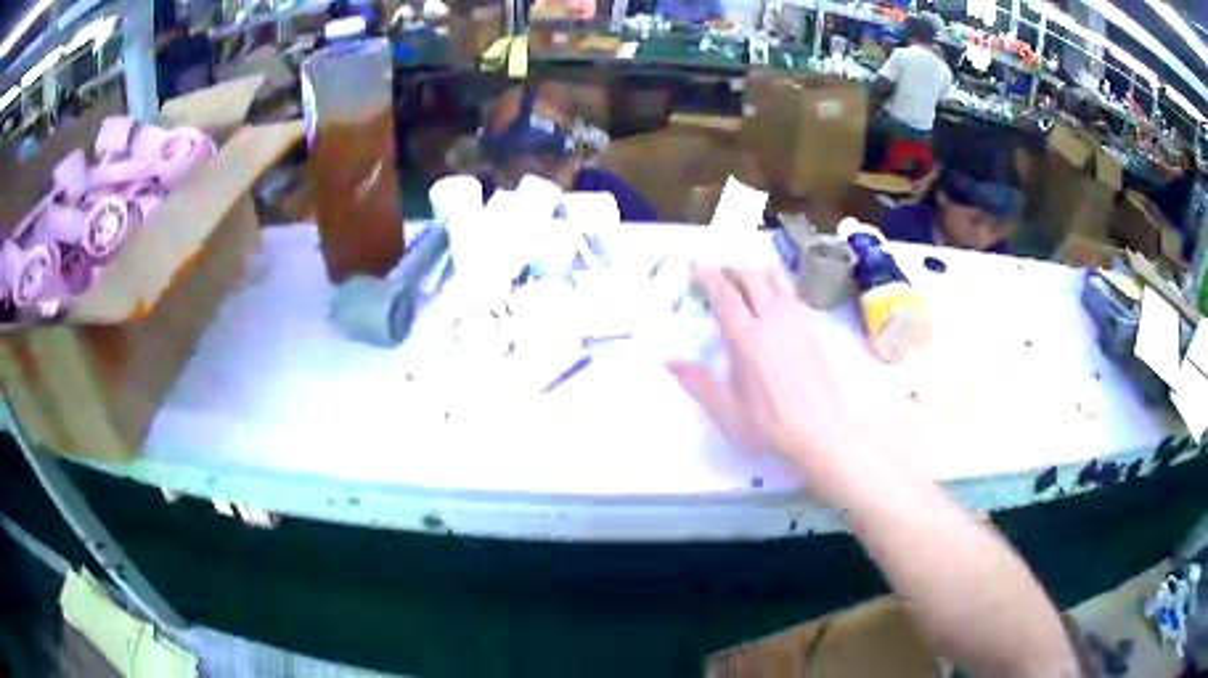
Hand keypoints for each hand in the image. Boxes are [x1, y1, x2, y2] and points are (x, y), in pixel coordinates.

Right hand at [667, 266, 907, 508]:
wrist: (821, 433)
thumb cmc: (769, 426)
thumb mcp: (727, 411)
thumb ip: (698, 382)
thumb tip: (670, 360)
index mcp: (748, 338)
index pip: (724, 294)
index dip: (707, 276)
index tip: (694, 265)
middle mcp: (774, 320)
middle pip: (751, 278)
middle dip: (730, 270)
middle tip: (716, 274)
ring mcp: (797, 321)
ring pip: (776, 279)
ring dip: (756, 272)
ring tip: (744, 279)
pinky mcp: (813, 328)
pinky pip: (792, 293)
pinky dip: (777, 285)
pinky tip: (773, 301)